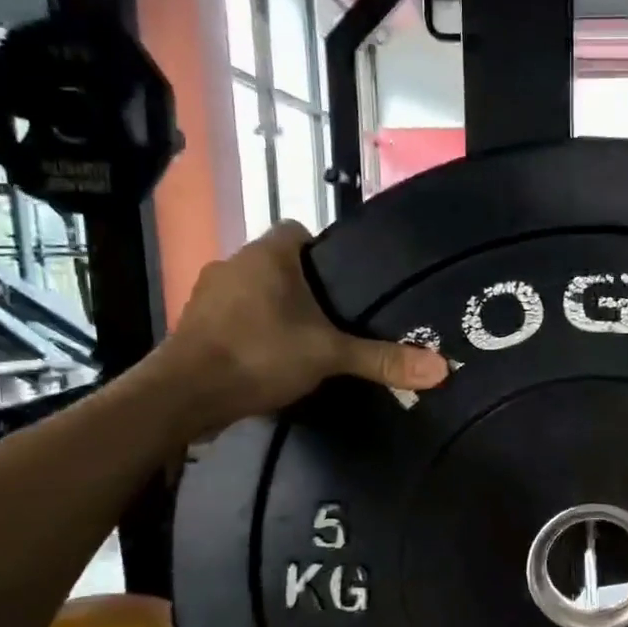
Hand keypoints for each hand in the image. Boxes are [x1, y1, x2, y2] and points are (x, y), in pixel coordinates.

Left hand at [142, 222, 446, 436]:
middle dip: (302, 287)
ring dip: (273, 311)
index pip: (299, 231)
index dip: (323, 252)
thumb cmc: (259, 354)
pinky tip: (268, 361)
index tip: (344, 284)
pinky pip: (232, 318)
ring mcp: (208, 295)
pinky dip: (250, 333)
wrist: (184, 395)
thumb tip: (442, 368)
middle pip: (277, 264)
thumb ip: (382, 359)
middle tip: (335, 319)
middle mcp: (233, 263)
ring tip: (304, 342)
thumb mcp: (329, 355)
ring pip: (253, 292)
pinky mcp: (193, 325)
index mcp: (267, 255)